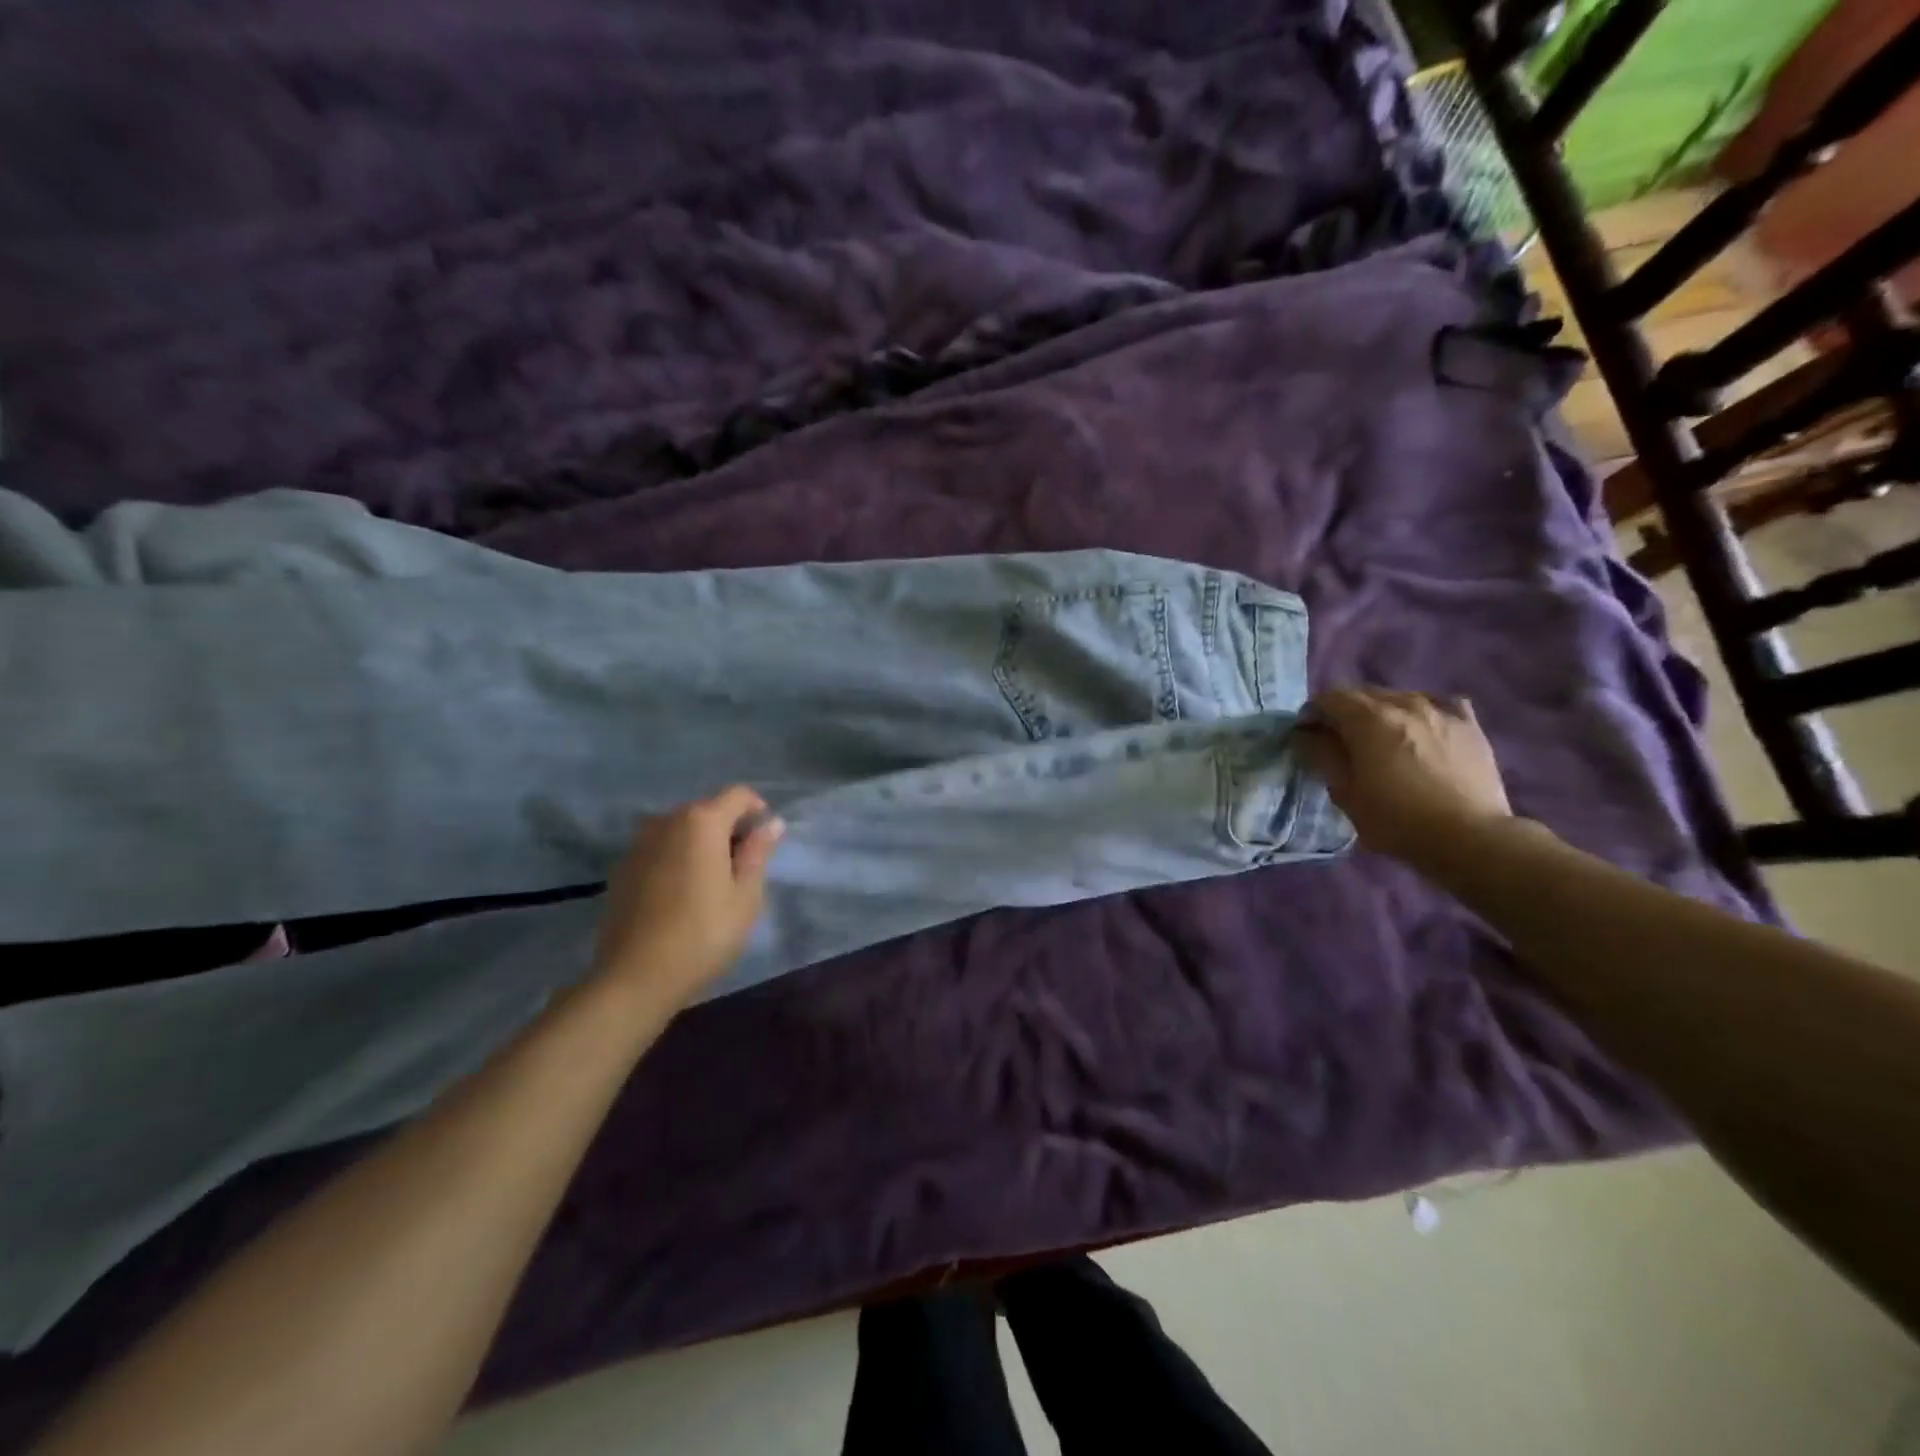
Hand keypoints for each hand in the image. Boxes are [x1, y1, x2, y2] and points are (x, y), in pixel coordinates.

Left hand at [590, 786, 784, 1010]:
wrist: (635, 977)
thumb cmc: (703, 934)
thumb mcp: (745, 895)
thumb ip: (758, 852)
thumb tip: (771, 823)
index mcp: (702, 821)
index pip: (738, 795)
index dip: (758, 811)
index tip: (765, 843)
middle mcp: (667, 820)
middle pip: (708, 809)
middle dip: (729, 829)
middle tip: (743, 868)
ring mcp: (639, 843)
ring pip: (682, 829)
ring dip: (701, 844)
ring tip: (712, 882)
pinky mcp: (622, 867)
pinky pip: (660, 849)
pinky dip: (677, 858)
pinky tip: (681, 895)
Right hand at [1297, 687, 1512, 869]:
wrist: (1469, 837)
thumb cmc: (1396, 819)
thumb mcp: (1345, 793)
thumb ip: (1322, 756)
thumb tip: (1307, 735)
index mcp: (1368, 719)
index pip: (1328, 698)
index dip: (1312, 714)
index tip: (1308, 737)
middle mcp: (1404, 703)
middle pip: (1363, 693)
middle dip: (1345, 711)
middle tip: (1340, 740)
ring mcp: (1441, 711)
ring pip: (1400, 697)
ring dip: (1382, 711)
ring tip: (1381, 739)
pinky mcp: (1470, 725)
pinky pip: (1440, 704)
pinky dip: (1424, 712)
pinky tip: (1423, 730)